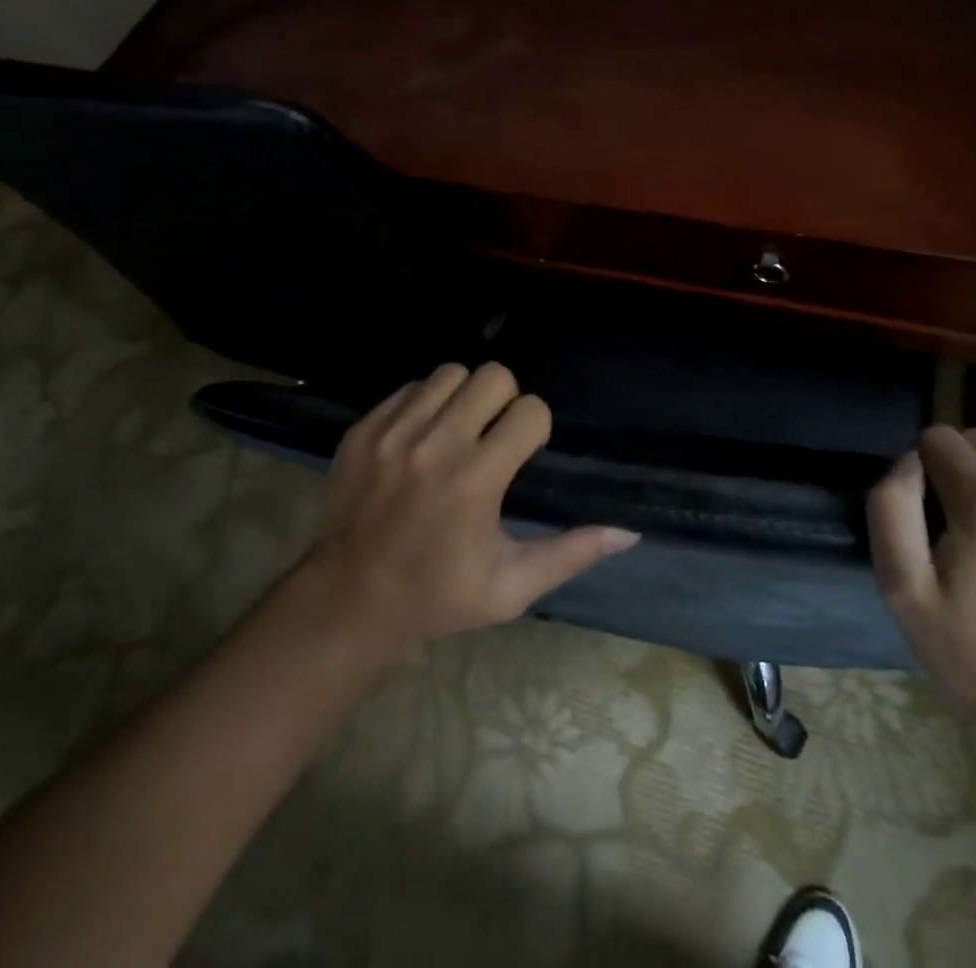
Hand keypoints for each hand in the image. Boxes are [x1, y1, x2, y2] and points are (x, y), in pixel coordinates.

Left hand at [300, 363, 638, 653]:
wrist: (347, 601)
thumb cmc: (437, 597)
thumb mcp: (510, 588)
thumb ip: (570, 553)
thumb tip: (628, 533)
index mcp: (475, 480)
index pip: (530, 411)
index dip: (535, 428)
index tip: (523, 453)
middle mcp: (435, 444)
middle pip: (493, 376)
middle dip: (505, 400)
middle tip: (494, 435)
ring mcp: (393, 432)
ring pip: (449, 373)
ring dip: (464, 396)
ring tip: (458, 432)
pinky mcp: (363, 429)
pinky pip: (409, 388)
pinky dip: (425, 404)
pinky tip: (422, 438)